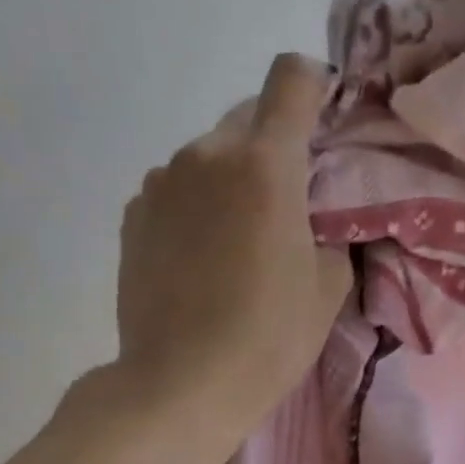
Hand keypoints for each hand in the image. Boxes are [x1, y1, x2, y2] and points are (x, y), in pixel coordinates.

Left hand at [111, 53, 351, 433]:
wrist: (179, 385)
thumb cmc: (269, 336)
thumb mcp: (329, 285)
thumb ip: (330, 229)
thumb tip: (316, 217)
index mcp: (266, 165)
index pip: (291, 78)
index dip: (314, 84)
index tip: (323, 118)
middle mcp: (207, 156)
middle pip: (249, 115)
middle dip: (275, 143)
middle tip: (288, 199)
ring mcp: (161, 182)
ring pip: (210, 154)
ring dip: (233, 176)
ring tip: (240, 236)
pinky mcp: (134, 213)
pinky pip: (178, 187)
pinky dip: (198, 203)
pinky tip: (203, 255)